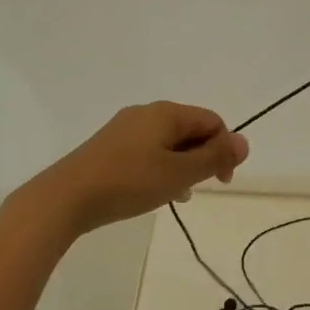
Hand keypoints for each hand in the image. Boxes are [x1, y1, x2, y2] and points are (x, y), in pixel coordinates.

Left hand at [21, 102, 249, 235]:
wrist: (65, 197)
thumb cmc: (128, 183)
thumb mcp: (179, 173)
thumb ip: (213, 158)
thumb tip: (243, 142)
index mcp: (166, 112)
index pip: (212, 121)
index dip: (224, 149)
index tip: (221, 181)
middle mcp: (146, 113)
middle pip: (190, 129)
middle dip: (202, 157)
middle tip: (198, 188)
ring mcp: (124, 129)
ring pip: (168, 142)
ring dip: (181, 165)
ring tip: (176, 195)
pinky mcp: (109, 146)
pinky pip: (147, 150)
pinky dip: (159, 167)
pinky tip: (152, 192)